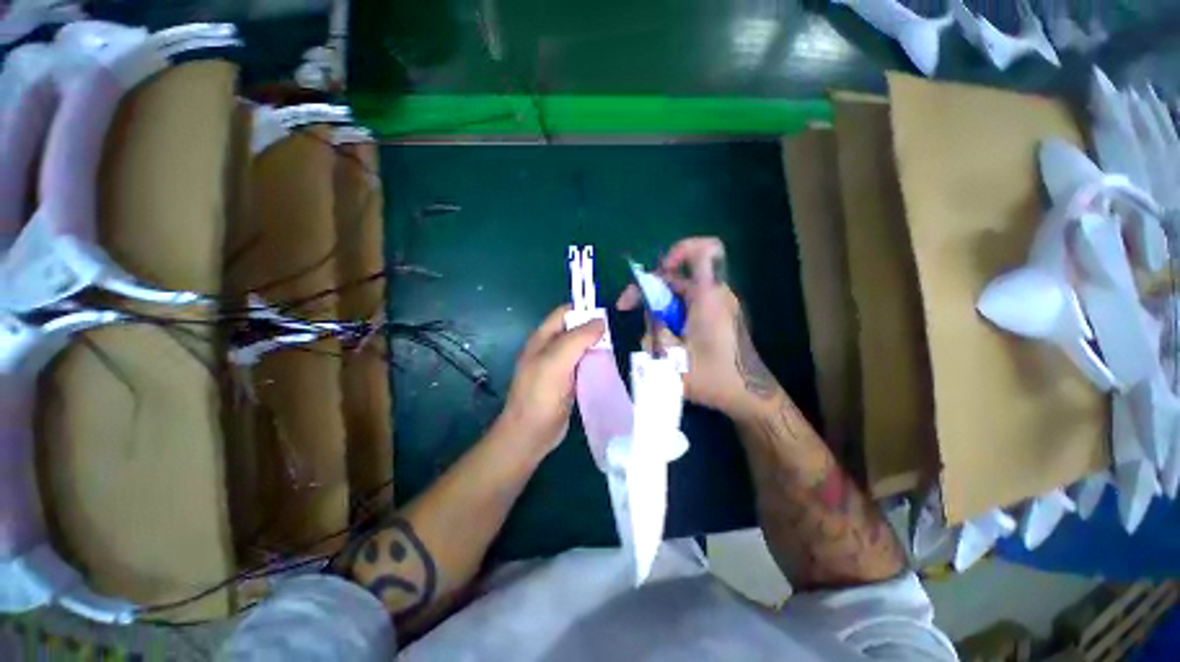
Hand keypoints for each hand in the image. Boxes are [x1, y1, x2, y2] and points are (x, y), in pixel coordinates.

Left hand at [495, 305, 605, 453]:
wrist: (531, 434)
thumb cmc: (540, 395)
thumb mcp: (556, 362)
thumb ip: (577, 339)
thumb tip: (601, 321)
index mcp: (543, 338)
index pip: (565, 313)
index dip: (584, 310)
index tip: (608, 315)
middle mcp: (551, 348)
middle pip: (576, 330)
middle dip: (594, 329)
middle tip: (617, 334)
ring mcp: (560, 366)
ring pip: (582, 348)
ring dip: (597, 346)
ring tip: (619, 347)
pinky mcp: (568, 381)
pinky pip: (585, 365)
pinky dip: (597, 362)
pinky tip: (610, 365)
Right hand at [617, 237, 779, 419]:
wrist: (749, 395)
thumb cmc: (714, 377)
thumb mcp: (673, 357)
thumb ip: (654, 330)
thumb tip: (648, 314)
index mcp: (708, 297)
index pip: (703, 251)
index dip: (678, 251)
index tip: (657, 274)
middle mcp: (715, 294)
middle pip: (676, 275)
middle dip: (648, 288)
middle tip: (627, 308)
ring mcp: (717, 305)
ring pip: (678, 292)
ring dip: (658, 307)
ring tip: (651, 335)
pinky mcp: (716, 316)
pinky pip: (687, 304)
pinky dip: (670, 314)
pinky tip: (666, 338)